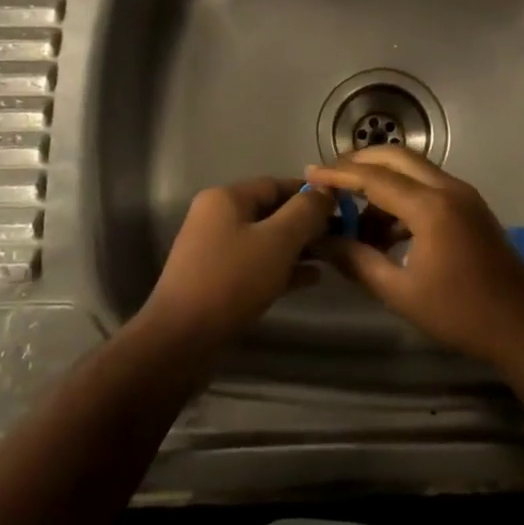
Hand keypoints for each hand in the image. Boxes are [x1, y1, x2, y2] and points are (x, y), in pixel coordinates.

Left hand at [140, 178, 337, 352]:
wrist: (181, 340)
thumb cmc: (232, 280)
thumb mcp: (278, 240)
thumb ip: (305, 211)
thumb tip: (325, 190)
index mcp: (226, 198)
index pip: (276, 184)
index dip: (310, 193)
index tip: (341, 207)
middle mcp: (217, 217)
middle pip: (271, 212)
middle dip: (306, 223)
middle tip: (340, 235)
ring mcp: (214, 251)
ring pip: (265, 240)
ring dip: (297, 247)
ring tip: (331, 257)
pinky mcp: (217, 281)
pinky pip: (256, 265)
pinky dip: (282, 268)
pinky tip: (311, 279)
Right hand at [304, 147, 523, 366]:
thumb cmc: (460, 313)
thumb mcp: (401, 292)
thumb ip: (358, 261)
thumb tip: (322, 242)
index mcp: (431, 207)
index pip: (375, 178)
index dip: (339, 174)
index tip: (309, 173)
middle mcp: (448, 188)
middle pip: (396, 158)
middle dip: (360, 162)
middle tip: (329, 178)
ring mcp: (463, 195)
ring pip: (413, 170)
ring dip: (382, 180)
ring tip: (353, 214)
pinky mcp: (470, 206)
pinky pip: (428, 186)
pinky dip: (402, 195)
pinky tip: (385, 229)